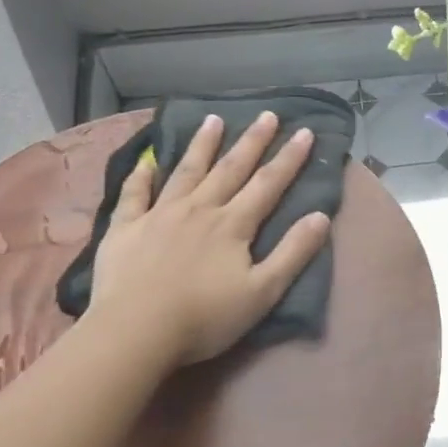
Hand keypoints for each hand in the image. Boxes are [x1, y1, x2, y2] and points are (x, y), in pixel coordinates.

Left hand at [88, 112, 332, 365]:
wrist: (136, 331)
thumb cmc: (205, 317)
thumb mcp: (263, 292)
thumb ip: (293, 253)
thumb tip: (321, 216)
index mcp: (233, 225)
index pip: (268, 184)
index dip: (289, 158)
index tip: (305, 131)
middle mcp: (199, 209)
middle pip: (231, 168)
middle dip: (252, 141)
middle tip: (267, 115)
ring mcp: (159, 214)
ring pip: (186, 171)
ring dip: (203, 144)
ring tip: (213, 119)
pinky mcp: (126, 228)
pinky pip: (135, 193)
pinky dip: (142, 174)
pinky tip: (148, 159)